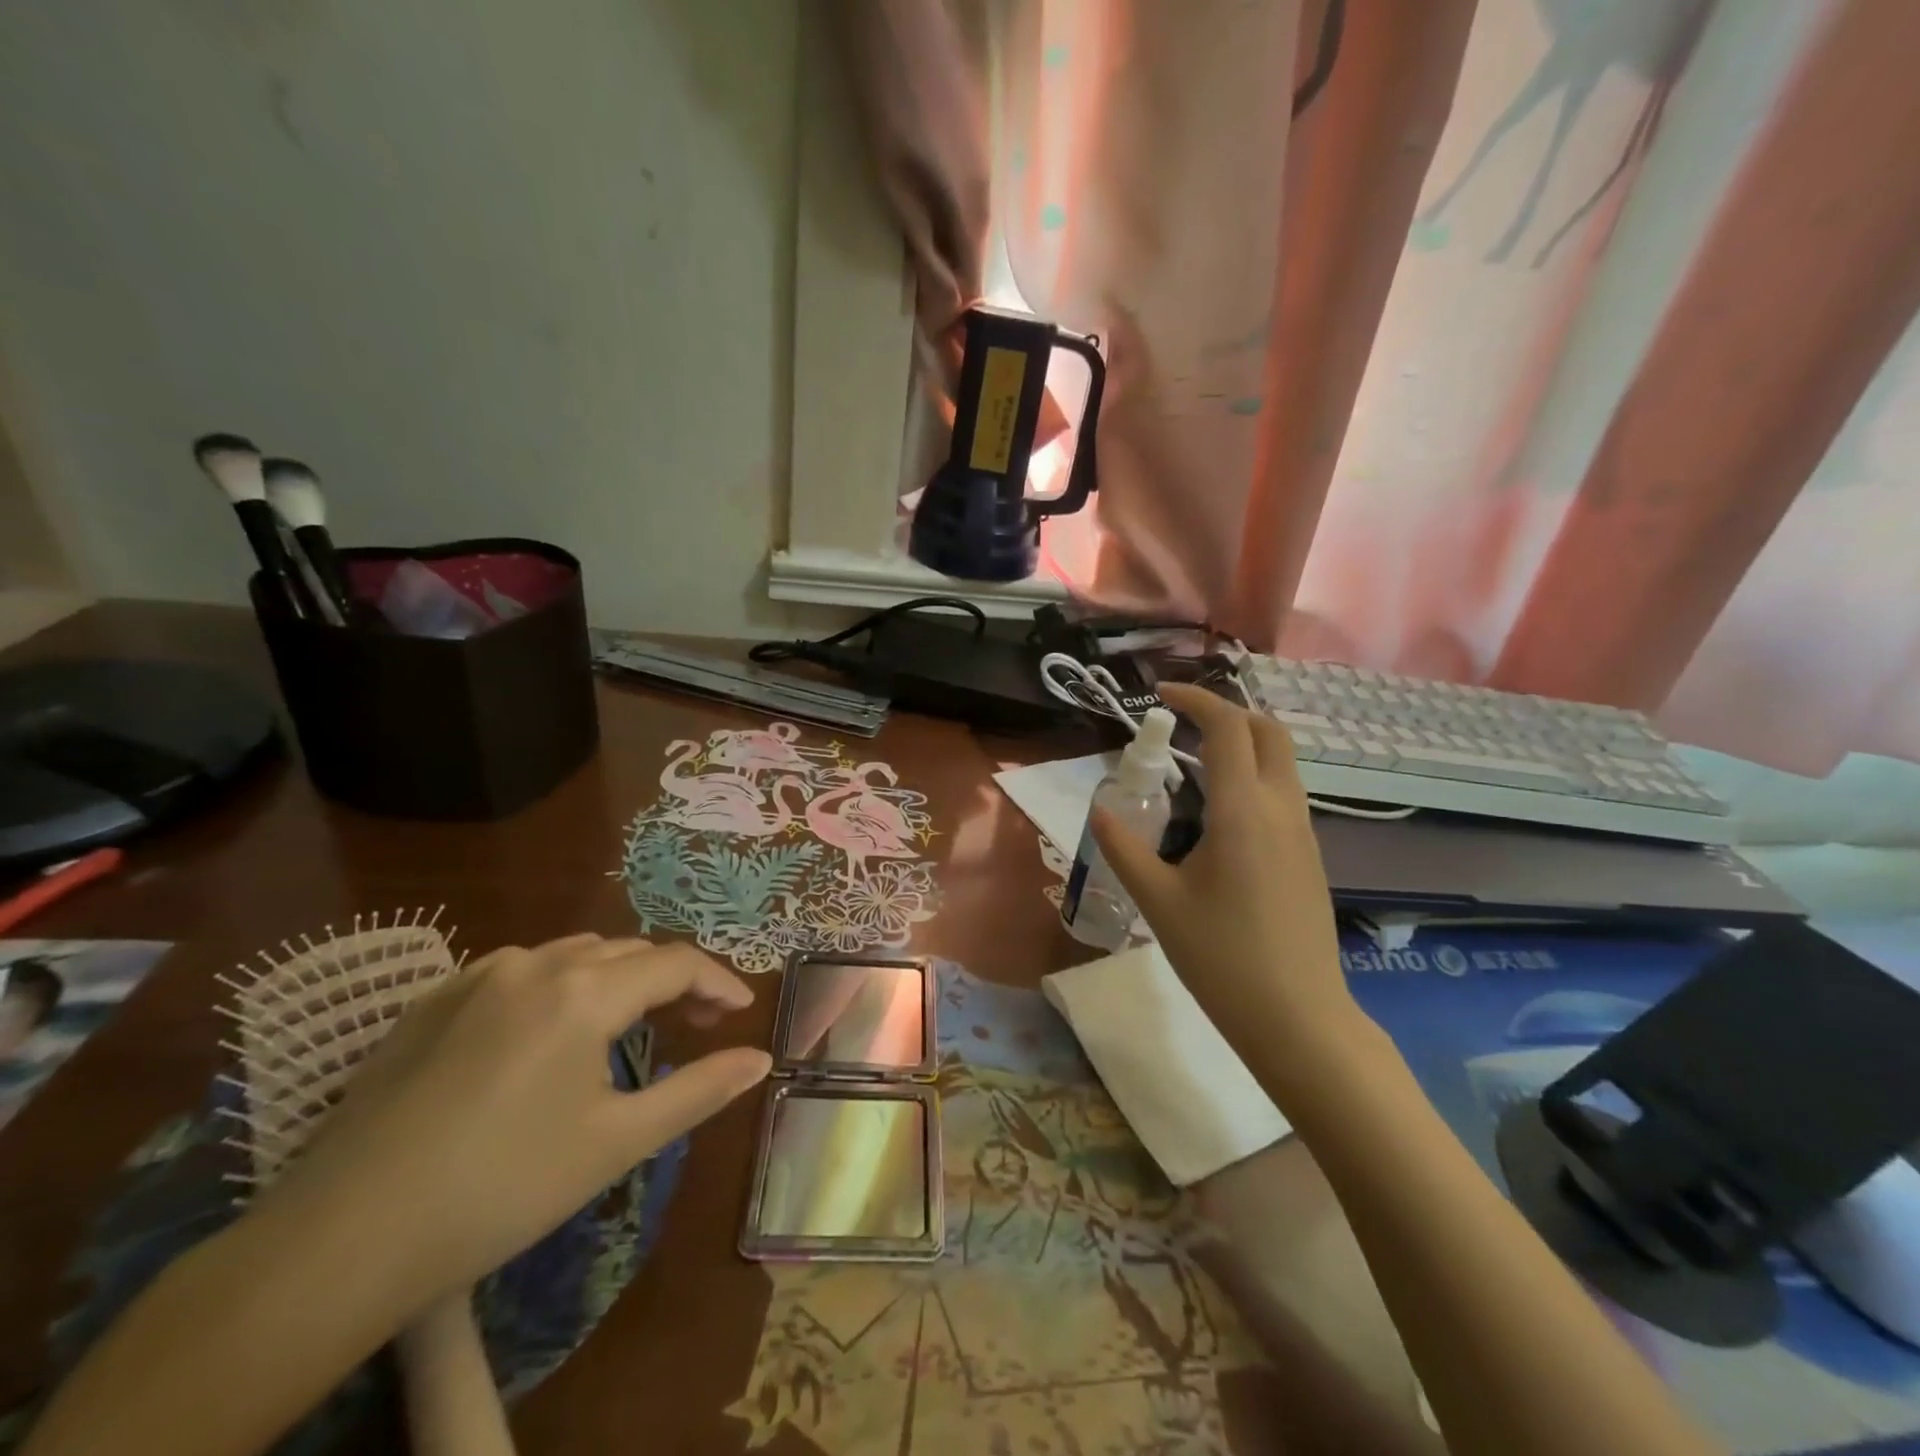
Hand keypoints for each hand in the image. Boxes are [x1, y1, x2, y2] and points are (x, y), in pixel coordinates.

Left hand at [257, 935, 771, 1310]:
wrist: (338, 1242)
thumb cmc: (501, 1189)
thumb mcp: (617, 1142)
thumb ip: (699, 1090)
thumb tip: (760, 1060)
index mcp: (584, 992)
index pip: (675, 963)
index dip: (718, 981)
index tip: (742, 1011)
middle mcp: (534, 964)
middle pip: (628, 952)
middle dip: (672, 980)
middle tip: (697, 1022)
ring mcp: (475, 976)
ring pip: (573, 954)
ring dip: (616, 977)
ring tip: (628, 1024)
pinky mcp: (431, 1001)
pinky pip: (518, 969)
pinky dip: (558, 983)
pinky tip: (547, 1028)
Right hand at [1091, 683, 1367, 1078]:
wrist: (1298, 1018)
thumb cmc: (1221, 958)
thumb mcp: (1158, 901)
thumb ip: (1124, 847)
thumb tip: (1100, 809)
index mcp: (1243, 812)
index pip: (1227, 728)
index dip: (1195, 700)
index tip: (1160, 695)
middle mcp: (1282, 809)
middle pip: (1268, 731)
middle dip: (1227, 712)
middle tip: (1183, 722)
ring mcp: (1304, 832)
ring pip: (1282, 762)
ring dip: (1243, 744)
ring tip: (1194, 764)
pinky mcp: (1310, 856)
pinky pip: (1285, 793)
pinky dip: (1254, 776)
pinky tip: (1220, 814)